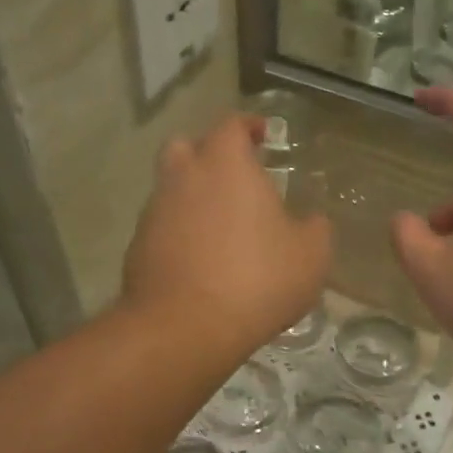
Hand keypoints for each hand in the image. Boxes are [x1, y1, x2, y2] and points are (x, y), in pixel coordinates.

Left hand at [124, 116, 331, 355]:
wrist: (184, 327)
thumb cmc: (256, 279)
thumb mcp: (310, 255)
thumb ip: (315, 229)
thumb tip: (311, 221)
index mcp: (225, 164)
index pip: (232, 125)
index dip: (249, 126)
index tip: (263, 134)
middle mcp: (183, 177)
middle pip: (187, 147)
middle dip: (209, 154)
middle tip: (234, 176)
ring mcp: (154, 212)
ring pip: (171, 189)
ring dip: (193, 197)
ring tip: (221, 226)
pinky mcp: (137, 247)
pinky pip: (162, 227)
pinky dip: (179, 233)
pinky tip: (200, 260)